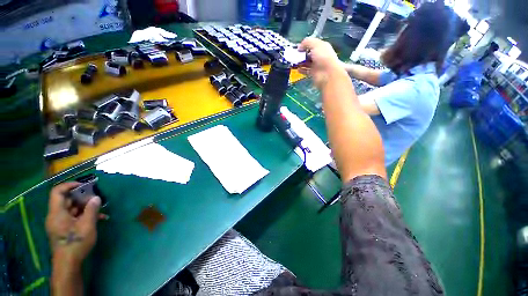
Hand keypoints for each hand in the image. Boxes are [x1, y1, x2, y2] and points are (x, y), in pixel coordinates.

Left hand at [46, 182, 100, 268]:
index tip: (84, 185)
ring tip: (100, 209)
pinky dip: (84, 215)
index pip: (58, 192)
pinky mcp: (63, 229)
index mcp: (57, 212)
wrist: (68, 263)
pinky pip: (73, 217)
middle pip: (66, 200)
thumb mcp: (87, 225)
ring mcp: (59, 223)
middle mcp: (55, 215)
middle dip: (82, 197)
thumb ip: (91, 210)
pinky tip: (97, 219)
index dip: (69, 185)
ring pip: (71, 209)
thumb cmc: (76, 243)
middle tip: (96, 198)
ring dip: (85, 207)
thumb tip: (97, 198)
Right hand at [298, 37, 342, 88]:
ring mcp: (316, 65)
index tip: (298, 48)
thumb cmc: (323, 57)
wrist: (327, 74)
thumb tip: (299, 47)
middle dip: (301, 54)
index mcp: (322, 47)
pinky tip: (297, 69)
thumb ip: (307, 42)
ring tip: (294, 63)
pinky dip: (301, 70)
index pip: (312, 44)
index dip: (305, 45)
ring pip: (306, 63)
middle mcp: (319, 56)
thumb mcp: (316, 45)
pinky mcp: (313, 73)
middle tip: (294, 56)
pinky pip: (306, 71)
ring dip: (300, 62)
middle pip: (308, 54)